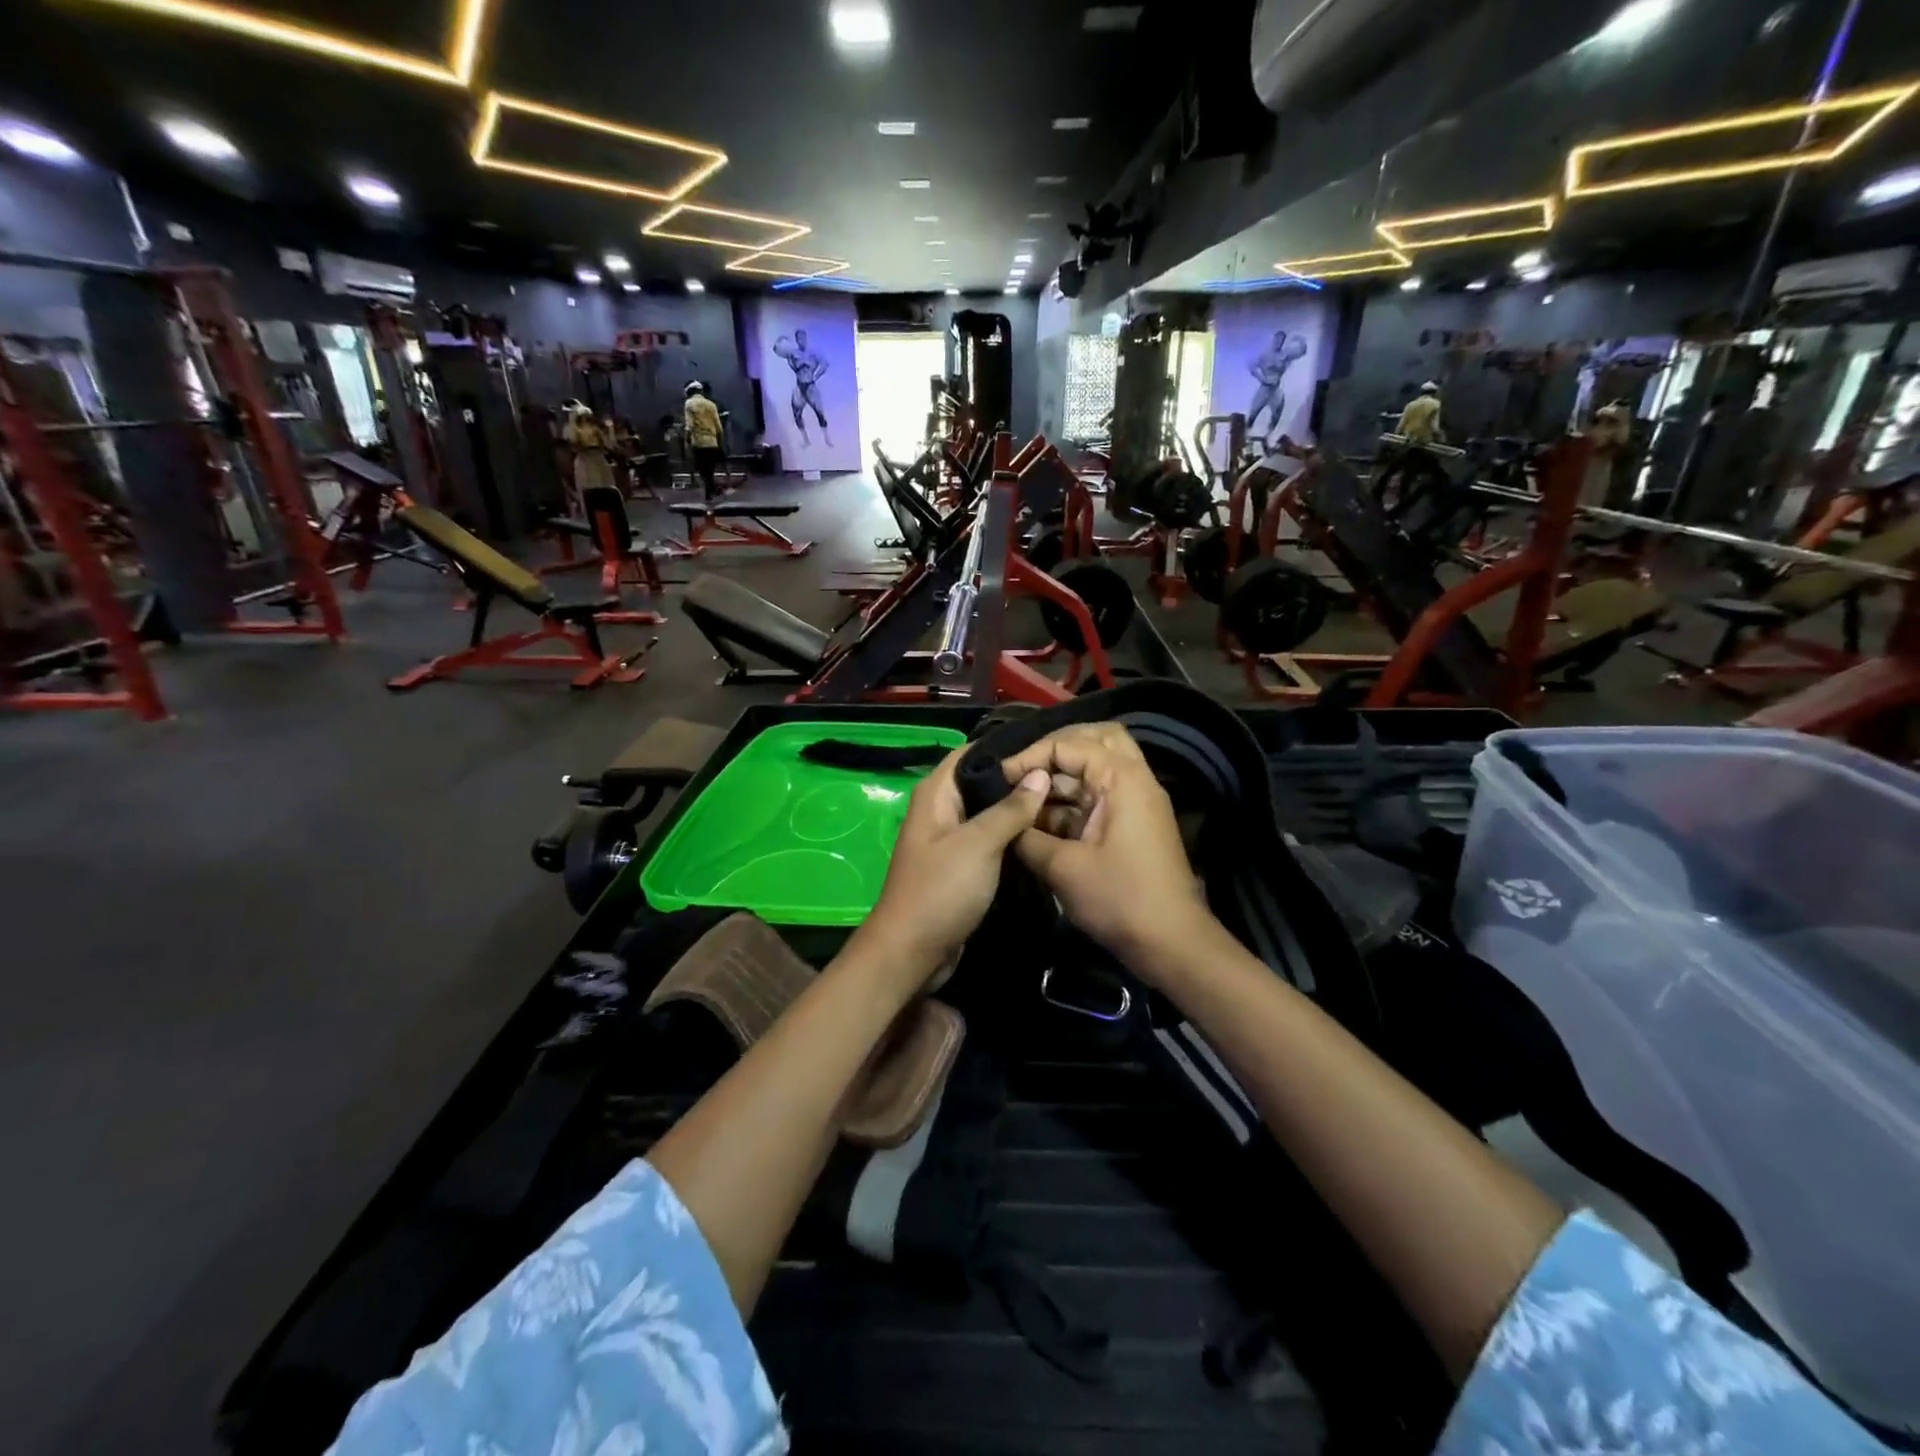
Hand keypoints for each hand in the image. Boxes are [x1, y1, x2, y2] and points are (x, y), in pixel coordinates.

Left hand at [863, 749, 1050, 978]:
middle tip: (1063, 776)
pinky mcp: (961, 864)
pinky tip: (1042, 833)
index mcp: (936, 793)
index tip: (1046, 746)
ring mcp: (950, 838)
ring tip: (1062, 800)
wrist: (912, 951)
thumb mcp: (979, 844)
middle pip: (982, 781)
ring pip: (988, 812)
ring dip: (1018, 809)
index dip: (1006, 746)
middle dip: (1018, 778)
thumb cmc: (941, 889)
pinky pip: (989, 839)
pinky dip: (1011, 835)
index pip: (972, 752)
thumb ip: (1010, 808)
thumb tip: (1040, 774)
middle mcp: (941, 809)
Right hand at [1000, 724, 1215, 973]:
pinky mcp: (1132, 825)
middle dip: (1055, 750)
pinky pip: (1098, 797)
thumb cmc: (1118, 899)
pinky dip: (1071, 802)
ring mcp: (1136, 802)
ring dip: (1062, 778)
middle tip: (1023, 771)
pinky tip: (1040, 822)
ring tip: (1025, 799)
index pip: (1070, 743)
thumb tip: (1002, 821)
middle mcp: (1134, 780)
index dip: (1030, 756)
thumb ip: (1026, 836)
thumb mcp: (1062, 868)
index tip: (1000, 777)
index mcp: (1122, 778)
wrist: (1170, 943)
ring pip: (1097, 768)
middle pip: (1094, 740)